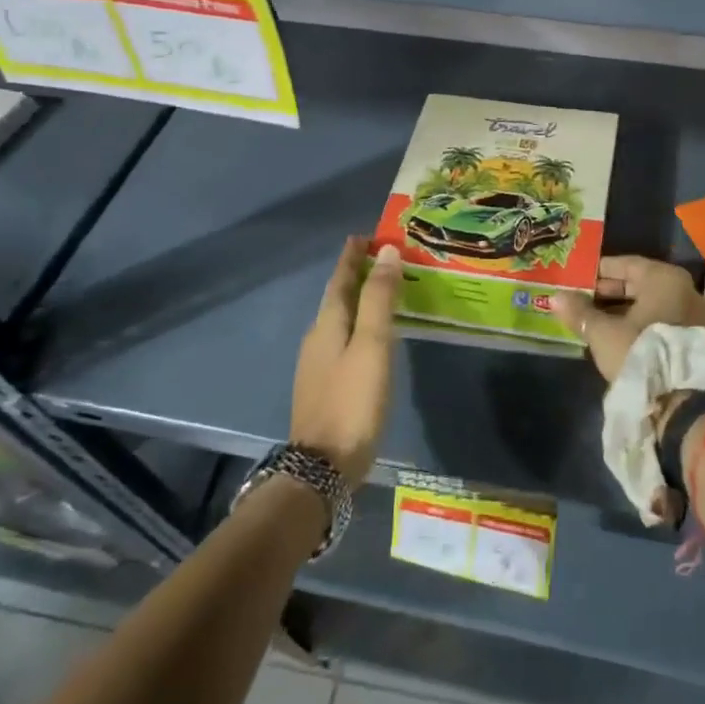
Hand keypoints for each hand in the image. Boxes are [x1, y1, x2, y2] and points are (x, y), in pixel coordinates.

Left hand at [290, 238, 401, 486]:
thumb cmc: (352, 400)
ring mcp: (317, 365)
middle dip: (355, 275)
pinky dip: (356, 326)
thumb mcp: (373, 345)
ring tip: (380, 292)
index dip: (352, 256)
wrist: (321, 468)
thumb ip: (380, 299)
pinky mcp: (323, 387)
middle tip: (380, 259)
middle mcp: (317, 338)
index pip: (340, 279)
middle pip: (336, 297)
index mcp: (328, 324)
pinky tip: (369, 338)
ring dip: (356, 301)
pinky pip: (341, 341)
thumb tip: (387, 252)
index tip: (365, 236)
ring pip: (338, 320)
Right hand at [552, 255, 704, 383]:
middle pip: (637, 284)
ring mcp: (690, 314)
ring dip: (620, 310)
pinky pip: (658, 321)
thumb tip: (555, 297)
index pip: (625, 264)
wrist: (681, 401)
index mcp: (663, 278)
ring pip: (648, 305)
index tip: (576, 278)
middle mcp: (682, 289)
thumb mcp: (603, 332)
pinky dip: (636, 324)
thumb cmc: (640, 352)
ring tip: (591, 318)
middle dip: (607, 292)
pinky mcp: (691, 339)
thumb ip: (579, 312)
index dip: (598, 271)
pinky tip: (613, 334)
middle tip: (579, 298)